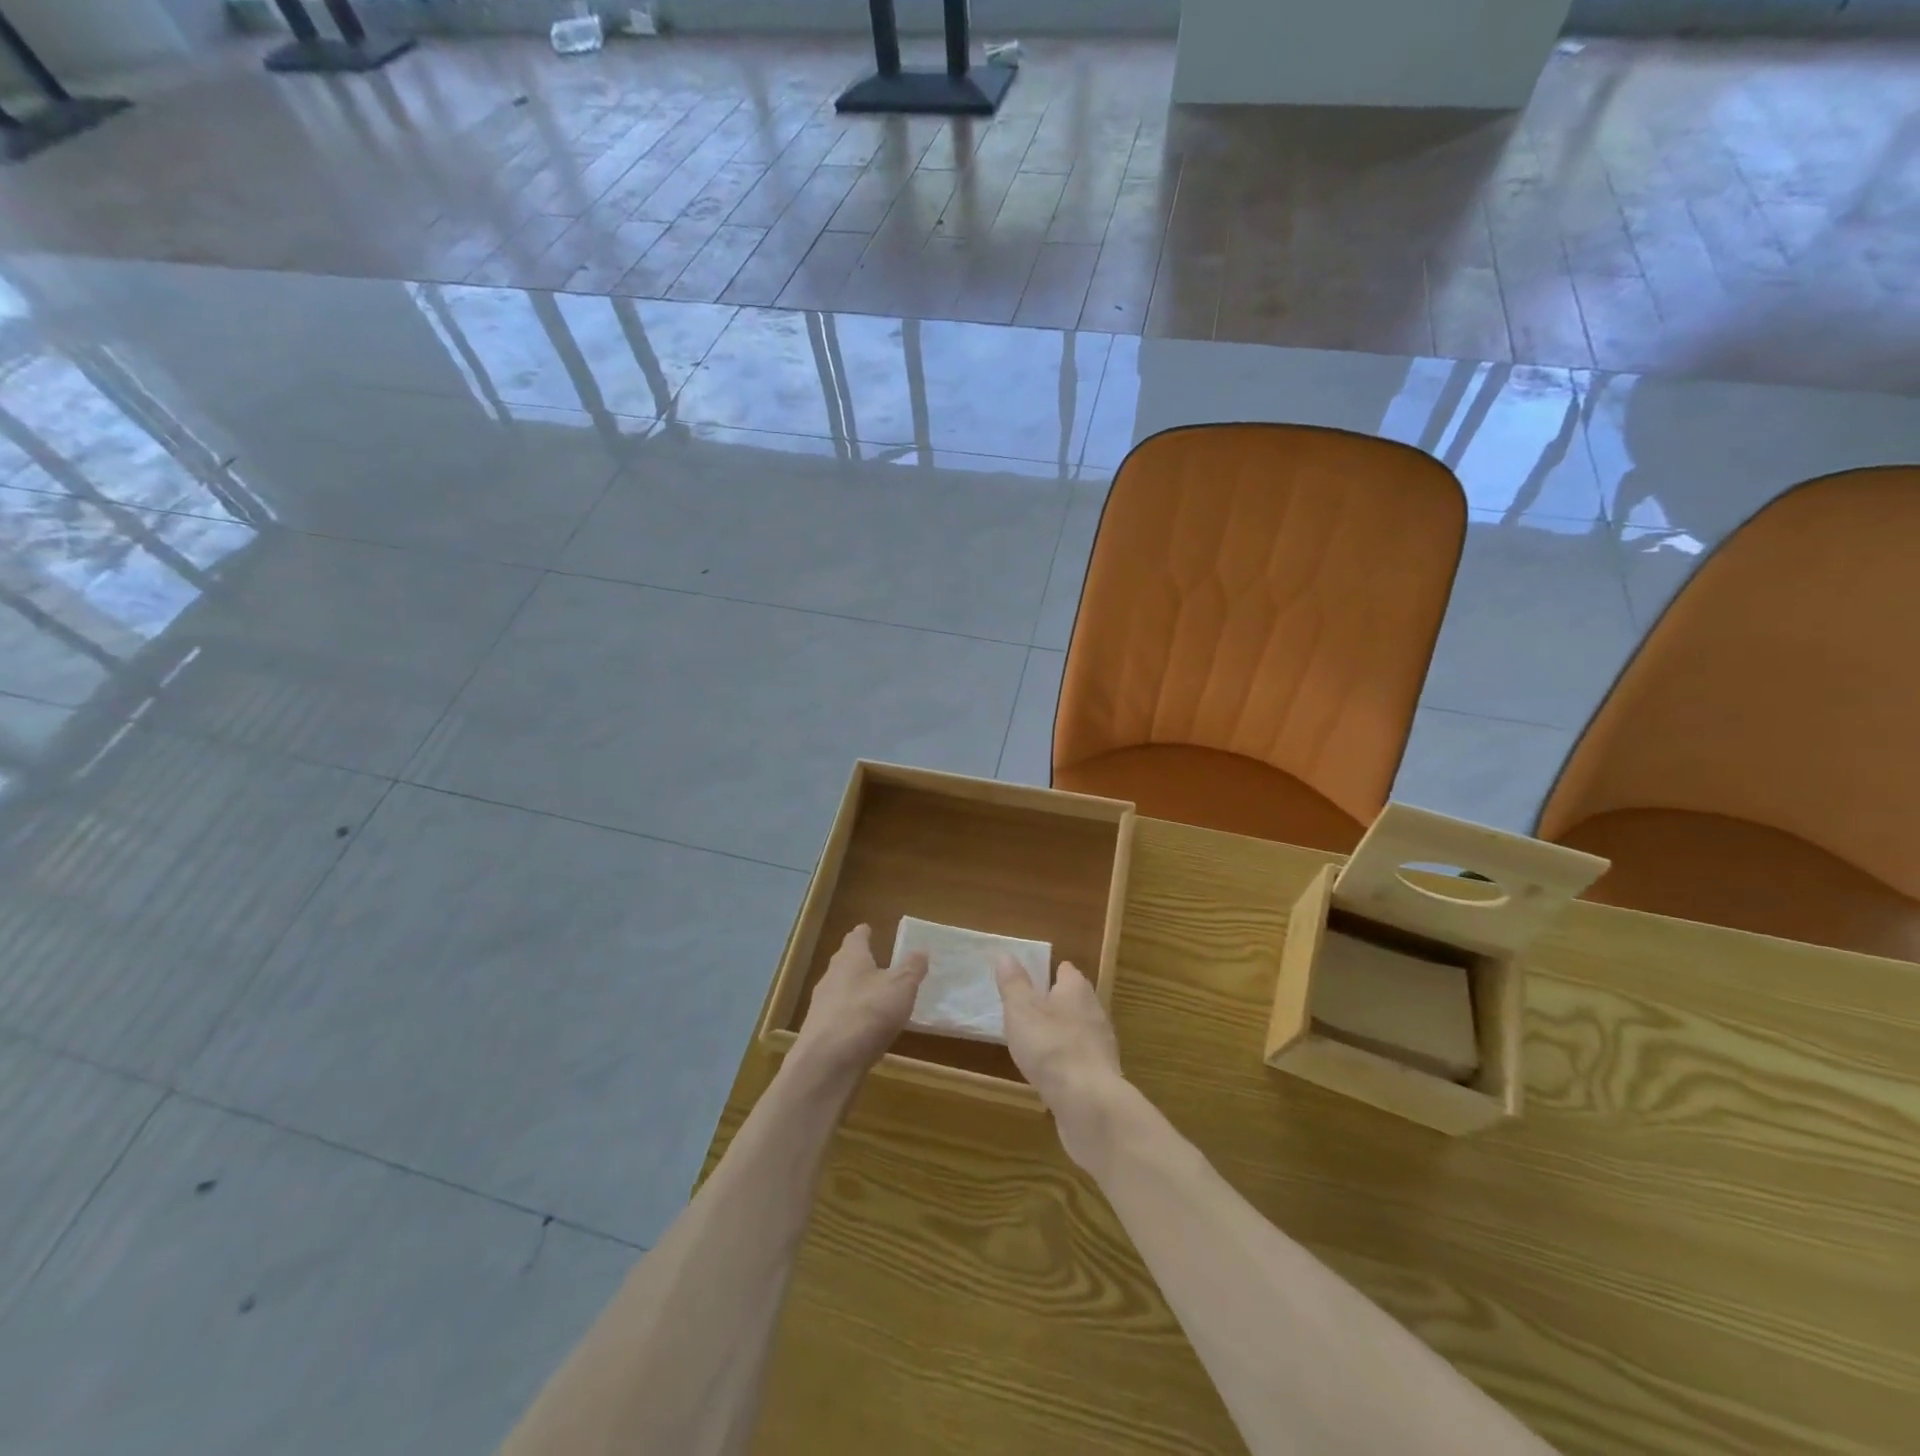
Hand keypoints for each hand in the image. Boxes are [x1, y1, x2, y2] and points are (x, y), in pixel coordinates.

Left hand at [791, 925, 927, 1086]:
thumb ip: (912, 968)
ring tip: (872, 995)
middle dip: (857, 960)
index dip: (864, 933)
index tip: (868, 929)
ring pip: (839, 989)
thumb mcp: (901, 987)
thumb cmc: (868, 1013)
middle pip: (844, 962)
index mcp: (850, 958)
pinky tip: (862, 1027)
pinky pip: (837, 1015)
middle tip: (874, 960)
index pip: (856, 937)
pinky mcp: (818, 1032)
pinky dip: (850, 1015)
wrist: (827, 1063)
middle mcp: (831, 976)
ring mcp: (821, 1005)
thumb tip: (920, 950)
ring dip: (853, 989)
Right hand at [995, 957, 1125, 1167]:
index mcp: (1076, 989)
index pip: (1065, 970)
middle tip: (1027, 1010)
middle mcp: (1094, 1011)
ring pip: (1078, 1030)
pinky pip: (1080, 1059)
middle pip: (1073, 999)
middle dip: (1054, 1003)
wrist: (1088, 1103)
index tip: (1028, 978)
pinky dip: (1066, 1062)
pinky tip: (1050, 1073)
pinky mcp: (1101, 1075)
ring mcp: (1101, 1045)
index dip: (1048, 972)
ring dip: (1060, 1034)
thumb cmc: (1051, 1046)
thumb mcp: (1021, 1010)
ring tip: (1035, 1042)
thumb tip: (1005, 955)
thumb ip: (1013, 983)